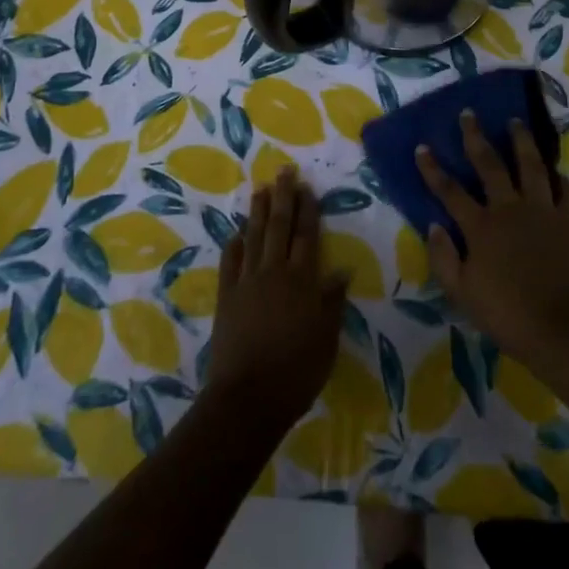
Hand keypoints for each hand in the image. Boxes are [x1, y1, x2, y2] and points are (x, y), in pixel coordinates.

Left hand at [206, 169, 348, 429]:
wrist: (248, 398)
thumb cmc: (296, 372)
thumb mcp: (326, 339)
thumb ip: (332, 302)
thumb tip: (342, 270)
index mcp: (302, 281)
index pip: (306, 236)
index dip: (308, 210)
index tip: (307, 187)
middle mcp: (274, 272)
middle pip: (279, 227)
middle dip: (283, 197)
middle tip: (284, 171)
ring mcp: (247, 282)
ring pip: (253, 237)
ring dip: (257, 211)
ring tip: (260, 188)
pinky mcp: (226, 296)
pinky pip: (230, 262)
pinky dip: (234, 244)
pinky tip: (237, 232)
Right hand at [418, 112, 568, 363]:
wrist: (560, 328)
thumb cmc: (506, 314)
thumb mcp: (461, 293)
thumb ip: (443, 258)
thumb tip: (433, 226)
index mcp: (480, 226)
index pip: (449, 190)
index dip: (433, 168)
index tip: (422, 146)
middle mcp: (509, 208)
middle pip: (490, 164)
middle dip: (475, 137)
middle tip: (469, 114)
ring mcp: (542, 211)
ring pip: (531, 166)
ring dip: (522, 141)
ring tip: (516, 122)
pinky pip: (567, 192)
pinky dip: (562, 180)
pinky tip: (558, 172)